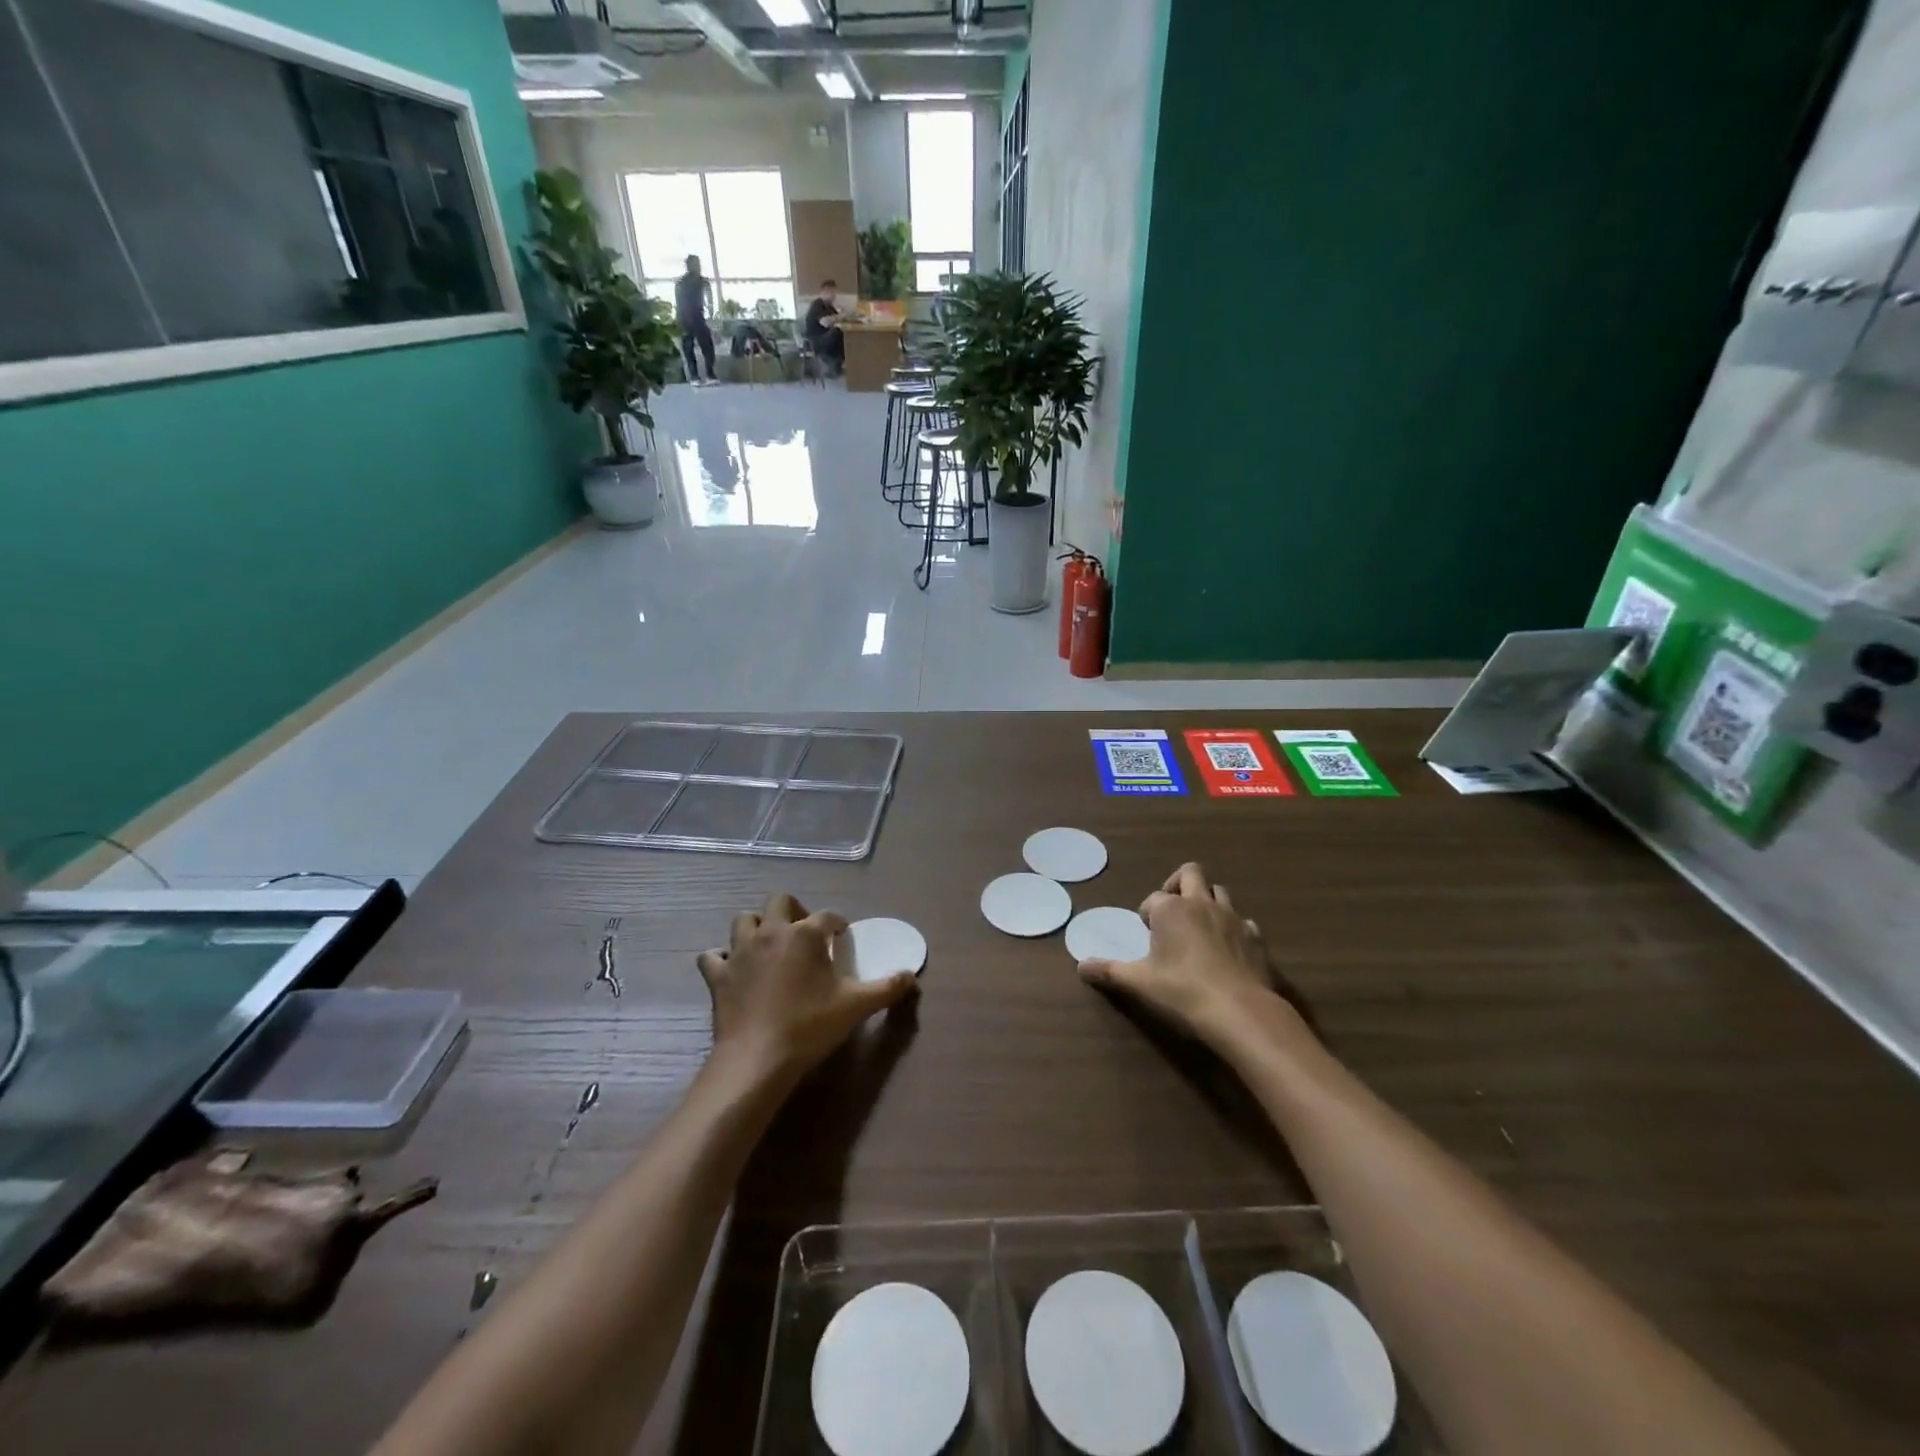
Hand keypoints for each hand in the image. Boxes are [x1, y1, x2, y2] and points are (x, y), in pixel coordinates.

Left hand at [698, 893, 917, 1081]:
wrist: (757, 1058)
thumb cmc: (810, 1026)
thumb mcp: (856, 1006)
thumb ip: (887, 988)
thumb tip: (911, 977)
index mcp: (805, 935)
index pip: (827, 916)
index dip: (837, 924)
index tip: (842, 936)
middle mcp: (771, 932)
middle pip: (780, 901)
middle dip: (794, 910)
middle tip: (805, 933)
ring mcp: (740, 952)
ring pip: (744, 920)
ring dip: (757, 926)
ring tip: (770, 945)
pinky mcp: (718, 975)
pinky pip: (713, 956)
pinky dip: (722, 958)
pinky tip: (734, 970)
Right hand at [1078, 863, 1302, 1045]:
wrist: (1241, 1011)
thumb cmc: (1183, 991)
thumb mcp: (1139, 983)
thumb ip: (1109, 971)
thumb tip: (1080, 966)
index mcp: (1171, 909)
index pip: (1153, 898)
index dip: (1147, 912)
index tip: (1145, 932)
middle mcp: (1201, 904)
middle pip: (1191, 873)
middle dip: (1178, 884)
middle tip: (1171, 909)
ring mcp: (1233, 918)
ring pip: (1219, 892)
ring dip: (1207, 901)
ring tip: (1198, 927)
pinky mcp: (1256, 937)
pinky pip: (1243, 921)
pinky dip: (1233, 928)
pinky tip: (1228, 949)